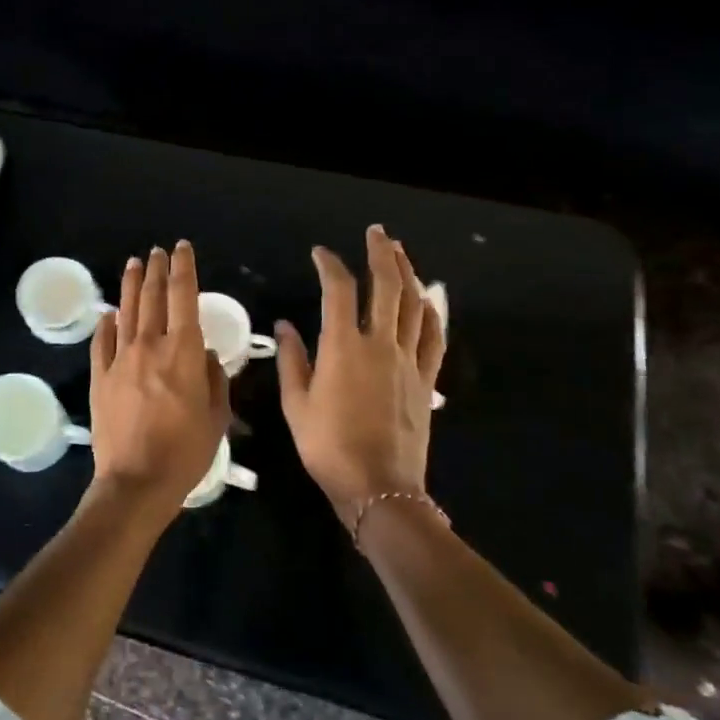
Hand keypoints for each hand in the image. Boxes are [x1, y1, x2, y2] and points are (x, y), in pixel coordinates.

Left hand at [89, 242, 229, 508]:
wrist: (136, 482)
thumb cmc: (186, 452)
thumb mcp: (217, 417)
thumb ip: (214, 379)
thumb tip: (207, 354)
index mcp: (184, 351)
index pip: (183, 295)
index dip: (184, 267)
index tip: (182, 248)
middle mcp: (150, 345)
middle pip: (152, 296)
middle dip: (156, 269)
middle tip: (157, 251)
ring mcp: (120, 359)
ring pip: (125, 311)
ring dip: (130, 284)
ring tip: (133, 264)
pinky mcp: (100, 377)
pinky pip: (102, 342)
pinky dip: (106, 324)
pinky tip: (108, 314)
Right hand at [275, 224, 445, 521]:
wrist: (379, 487)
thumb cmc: (328, 447)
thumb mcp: (296, 405)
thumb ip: (291, 360)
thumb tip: (285, 325)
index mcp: (343, 347)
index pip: (339, 290)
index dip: (330, 265)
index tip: (320, 253)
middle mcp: (380, 344)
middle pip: (387, 285)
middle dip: (382, 253)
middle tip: (376, 232)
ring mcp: (409, 361)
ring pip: (414, 305)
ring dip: (408, 273)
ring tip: (401, 253)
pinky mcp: (426, 380)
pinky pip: (434, 338)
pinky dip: (432, 313)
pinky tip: (427, 301)